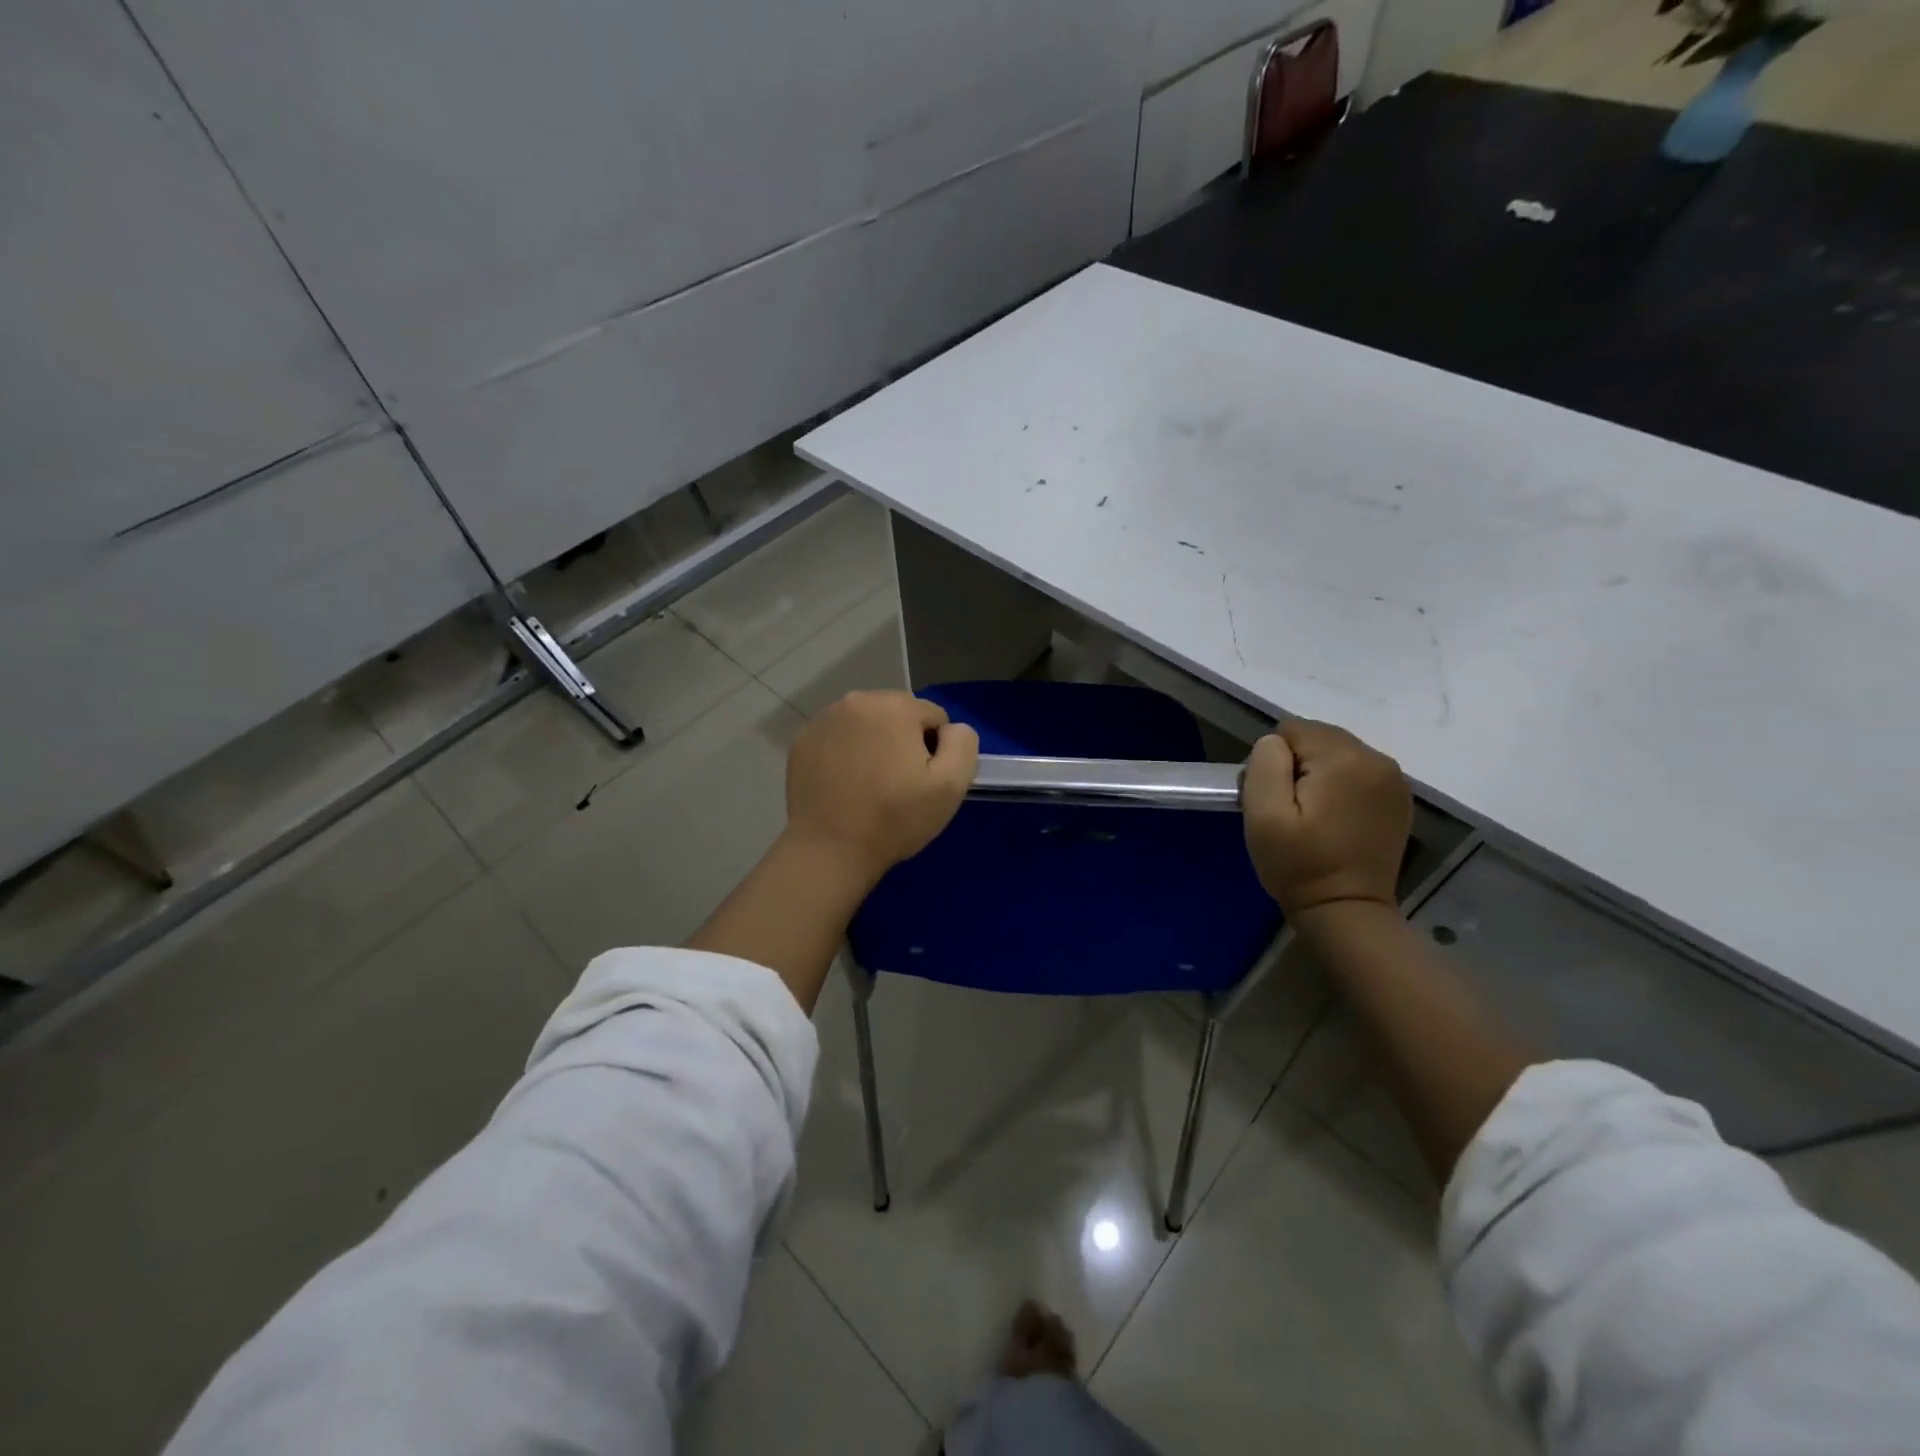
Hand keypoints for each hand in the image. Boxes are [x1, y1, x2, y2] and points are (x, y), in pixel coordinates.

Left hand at [783, 691, 979, 886]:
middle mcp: (856, 700)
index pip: (934, 718)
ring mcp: (823, 720)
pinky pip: (839, 738)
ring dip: (875, 746)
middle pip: (898, 715)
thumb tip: (951, 729)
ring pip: (867, 725)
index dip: (936, 751)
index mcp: (894, 706)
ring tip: (870, 786)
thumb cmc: (894, 819)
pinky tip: (845, 786)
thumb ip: (962, 743)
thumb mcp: (951, 785)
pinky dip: (846, 754)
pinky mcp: (802, 741)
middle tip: (898, 784)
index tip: (922, 781)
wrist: (829, 851)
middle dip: (903, 742)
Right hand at [1242, 719, 1410, 918]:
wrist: (1347, 911)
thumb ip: (1264, 765)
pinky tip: (1335, 819)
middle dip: (1297, 765)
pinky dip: (1341, 786)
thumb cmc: (1299, 865)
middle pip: (1318, 738)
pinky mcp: (1398, 798)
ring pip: (1338, 753)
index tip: (1275, 799)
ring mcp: (1393, 779)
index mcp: (1343, 759)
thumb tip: (1273, 744)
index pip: (1292, 730)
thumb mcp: (1263, 815)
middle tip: (1290, 809)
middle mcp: (1376, 759)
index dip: (1273, 761)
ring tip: (1312, 815)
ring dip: (1319, 775)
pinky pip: (1358, 772)